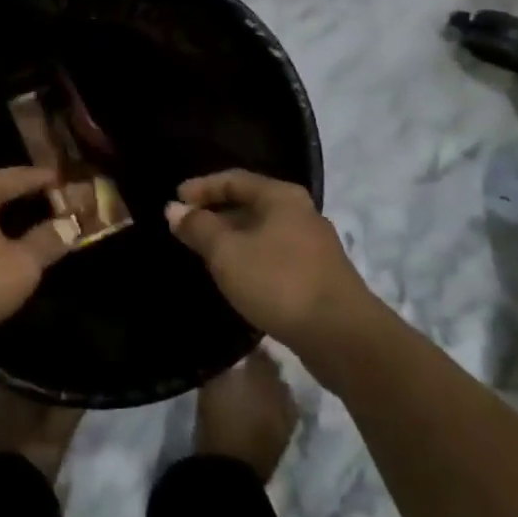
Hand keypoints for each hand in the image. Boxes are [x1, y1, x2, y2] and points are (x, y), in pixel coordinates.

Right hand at [166, 170, 370, 348]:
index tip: (175, 200)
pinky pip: (274, 256)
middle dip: (216, 213)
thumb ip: (199, 227)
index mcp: (281, 196)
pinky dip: (250, 258)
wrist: (343, 337)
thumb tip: (174, 209)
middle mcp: (301, 213)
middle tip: (186, 227)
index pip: (233, 180)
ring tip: (205, 252)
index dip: (202, 188)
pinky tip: (236, 277)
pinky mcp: (318, 276)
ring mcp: (313, 246)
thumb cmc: (279, 282)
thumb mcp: (227, 252)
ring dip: (232, 238)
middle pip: (250, 203)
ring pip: (262, 232)